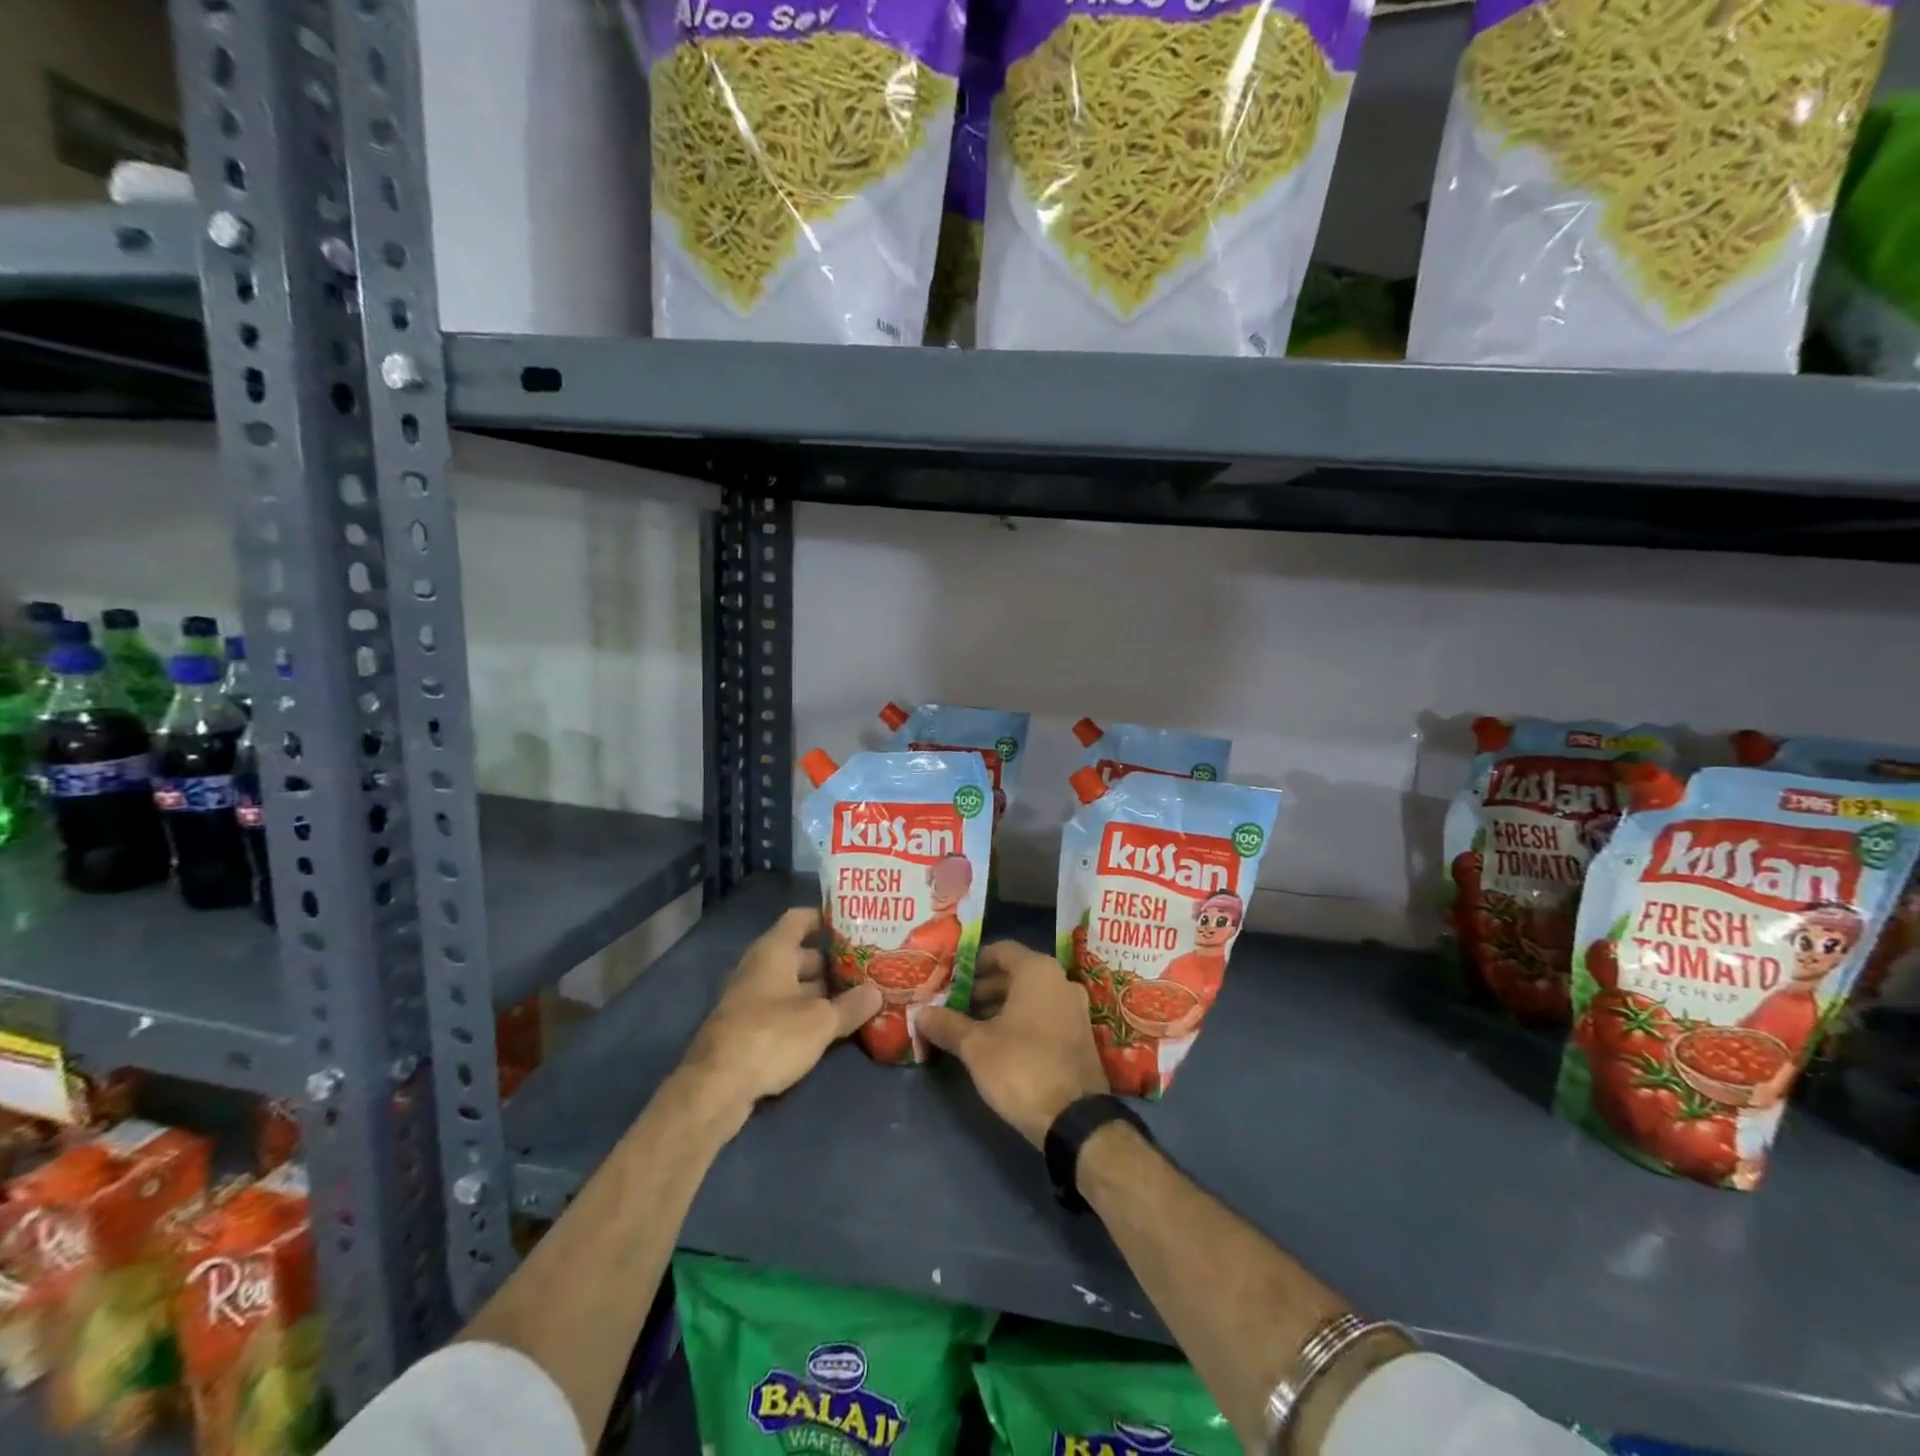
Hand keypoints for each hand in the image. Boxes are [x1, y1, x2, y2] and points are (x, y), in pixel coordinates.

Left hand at [681, 908, 882, 1124]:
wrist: (715, 1087)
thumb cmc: (771, 1036)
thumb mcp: (821, 1022)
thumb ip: (851, 1006)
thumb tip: (877, 992)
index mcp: (774, 951)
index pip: (800, 919)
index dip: (825, 919)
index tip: (854, 925)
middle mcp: (759, 968)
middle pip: (800, 954)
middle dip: (832, 963)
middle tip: (867, 968)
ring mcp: (750, 999)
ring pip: (793, 985)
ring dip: (821, 992)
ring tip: (857, 998)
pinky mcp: (747, 1028)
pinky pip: (782, 1010)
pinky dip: (805, 1013)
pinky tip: (830, 1027)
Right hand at [917, 941, 1108, 1147]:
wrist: (1076, 1120)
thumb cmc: (1022, 1068)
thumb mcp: (976, 1046)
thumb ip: (947, 1024)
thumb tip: (920, 1013)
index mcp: (1038, 971)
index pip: (1000, 950)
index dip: (973, 963)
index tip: (950, 981)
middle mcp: (1061, 981)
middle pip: (1015, 974)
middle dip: (982, 989)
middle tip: (953, 1007)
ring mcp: (1075, 1009)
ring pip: (1030, 997)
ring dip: (1000, 1007)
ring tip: (969, 1028)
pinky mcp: (1080, 1036)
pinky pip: (1044, 1015)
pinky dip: (1021, 1022)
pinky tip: (998, 1045)